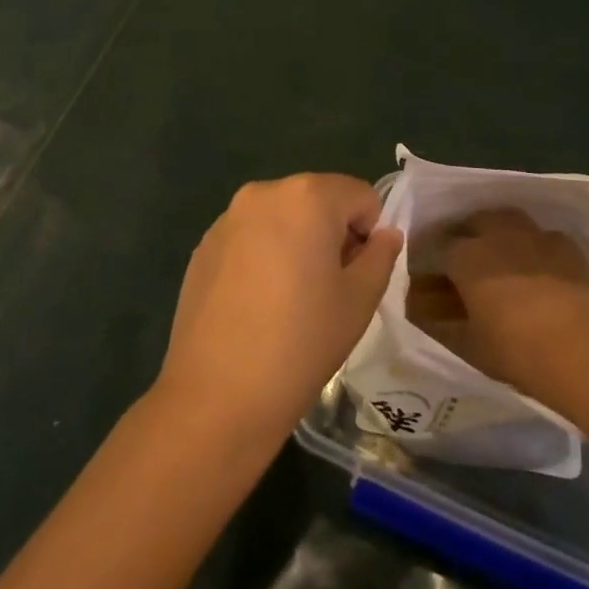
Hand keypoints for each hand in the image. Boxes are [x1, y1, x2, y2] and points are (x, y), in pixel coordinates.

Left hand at [155, 174, 401, 449]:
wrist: (217, 395)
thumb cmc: (302, 341)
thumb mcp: (359, 300)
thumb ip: (380, 255)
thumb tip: (384, 234)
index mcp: (307, 196)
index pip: (360, 196)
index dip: (369, 234)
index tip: (357, 276)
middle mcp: (264, 192)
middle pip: (318, 200)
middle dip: (332, 234)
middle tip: (328, 289)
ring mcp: (228, 218)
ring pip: (282, 218)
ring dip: (296, 243)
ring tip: (289, 299)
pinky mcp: (203, 246)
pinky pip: (250, 237)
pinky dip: (263, 256)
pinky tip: (256, 305)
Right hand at [430, 208, 588, 399]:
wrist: (576, 350)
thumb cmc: (512, 349)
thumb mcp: (465, 344)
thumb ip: (439, 324)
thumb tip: (420, 312)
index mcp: (464, 256)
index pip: (438, 246)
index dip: (434, 259)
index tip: (433, 273)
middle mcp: (496, 235)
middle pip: (474, 221)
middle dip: (467, 234)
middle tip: (467, 259)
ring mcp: (533, 235)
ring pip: (509, 219)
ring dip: (500, 230)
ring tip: (502, 252)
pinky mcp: (565, 246)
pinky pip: (543, 236)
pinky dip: (536, 245)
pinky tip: (539, 264)